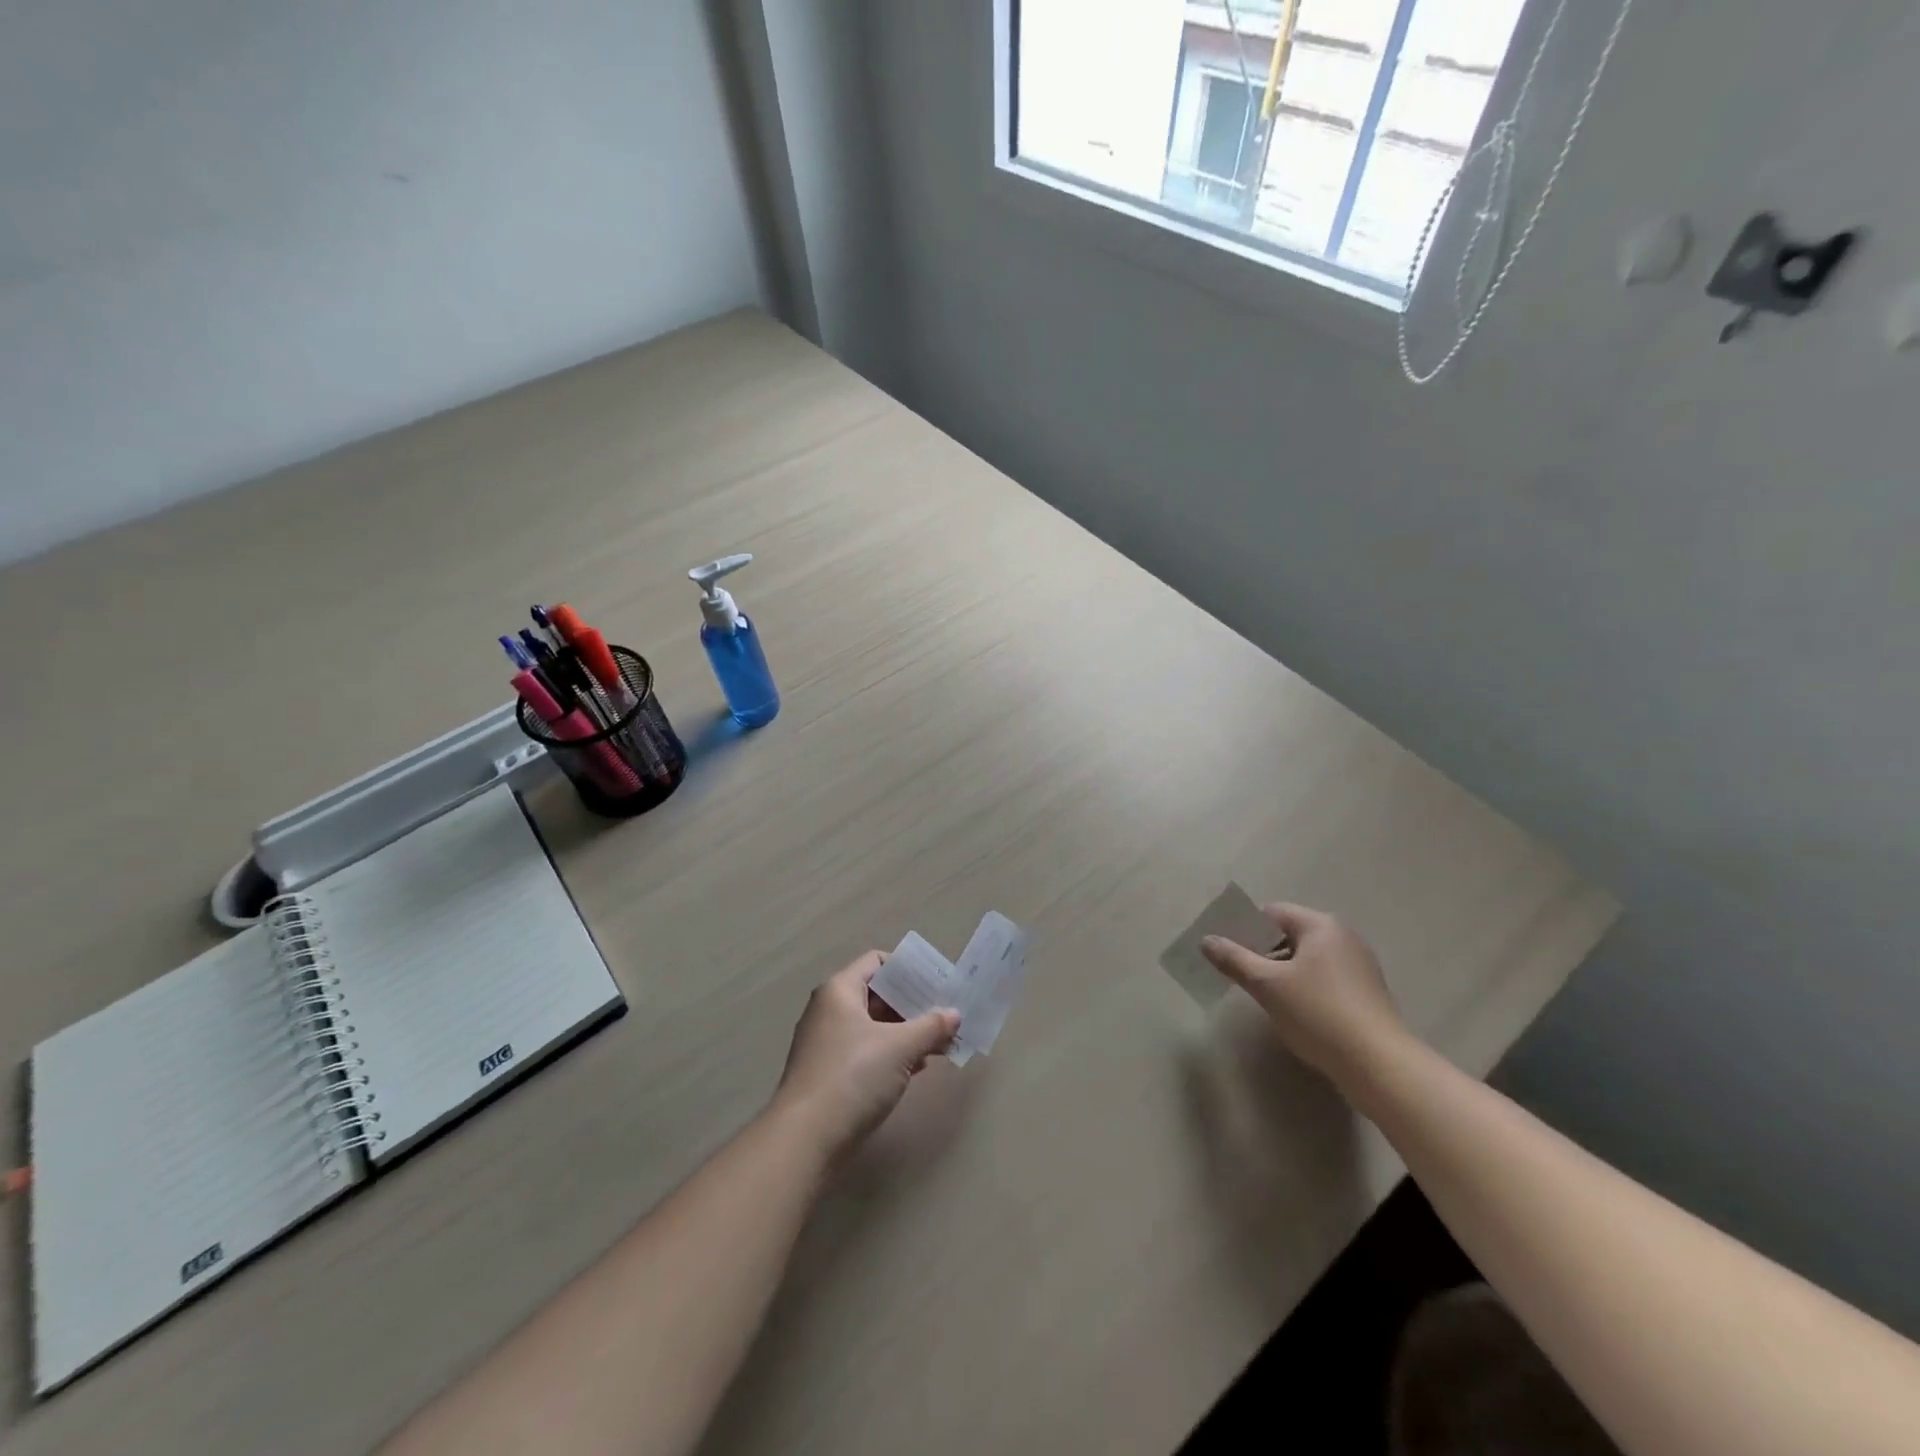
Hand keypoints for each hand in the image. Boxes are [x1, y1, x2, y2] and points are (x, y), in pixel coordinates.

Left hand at [770, 952, 959, 1162]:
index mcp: (840, 990)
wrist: (806, 1139)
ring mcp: (828, 1044)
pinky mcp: (831, 1074)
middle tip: (947, 1015)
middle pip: (878, 995)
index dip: (909, 969)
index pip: (877, 962)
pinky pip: (868, 1052)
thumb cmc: (853, 1076)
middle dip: (914, 1005)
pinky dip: (893, 1054)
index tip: (938, 983)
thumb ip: (931, 1026)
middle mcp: (830, 1010)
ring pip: (875, 1026)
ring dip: (908, 1032)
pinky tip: (919, 1067)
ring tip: (942, 1043)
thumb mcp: (899, 1047)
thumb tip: (955, 1014)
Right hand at [1201, 903, 1411, 1084]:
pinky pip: (1324, 977)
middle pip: (1290, 934)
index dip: (1245, 928)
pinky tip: (1294, 1011)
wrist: (1379, 1065)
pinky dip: (1304, 986)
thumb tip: (1206, 940)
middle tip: (1240, 974)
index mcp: (1321, 926)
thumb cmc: (1318, 1013)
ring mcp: (1359, 965)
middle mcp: (1343, 937)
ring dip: (1282, 971)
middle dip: (1262, 951)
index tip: (1226, 951)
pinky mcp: (1366, 993)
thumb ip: (1234, 959)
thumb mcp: (1267, 985)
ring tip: (1263, 995)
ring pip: (1307, 958)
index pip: (1272, 913)